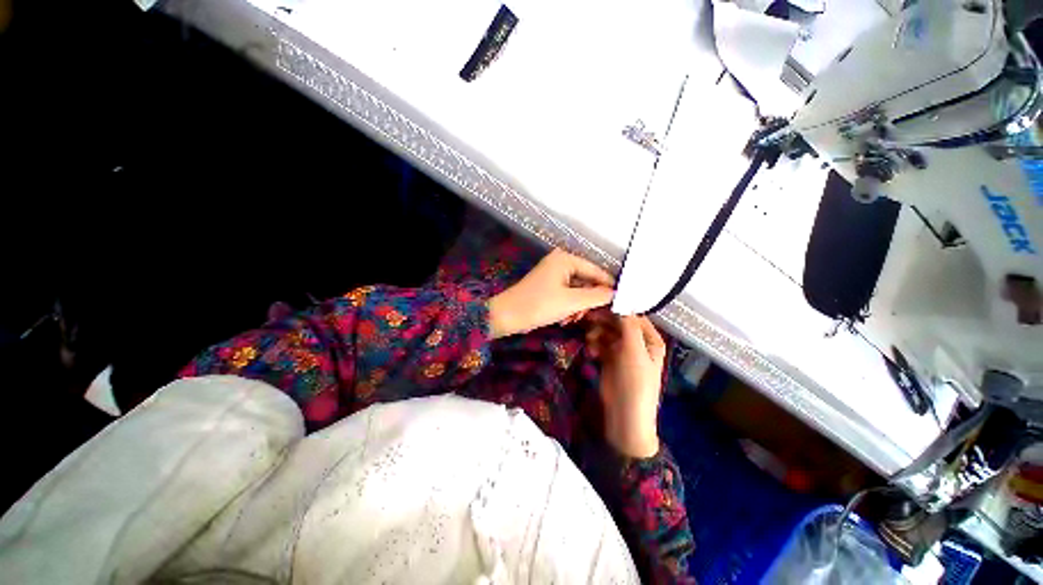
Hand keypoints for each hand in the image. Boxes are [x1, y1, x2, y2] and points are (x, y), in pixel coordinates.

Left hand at [488, 249, 614, 338]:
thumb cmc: (539, 305)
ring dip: (578, 306)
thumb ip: (596, 296)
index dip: (609, 286)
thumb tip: (616, 294)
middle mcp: (560, 262)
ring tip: (573, 320)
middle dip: (589, 300)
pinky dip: (568, 307)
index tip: (622, 301)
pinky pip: (567, 294)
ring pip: (577, 290)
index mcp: (566, 259)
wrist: (507, 315)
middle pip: (586, 281)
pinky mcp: (548, 286)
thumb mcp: (571, 302)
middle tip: (592, 316)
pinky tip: (565, 319)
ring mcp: (553, 274)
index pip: (596, 271)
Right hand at [586, 311, 665, 457]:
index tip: (598, 304)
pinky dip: (594, 345)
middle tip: (587, 319)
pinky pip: (599, 343)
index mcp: (650, 339)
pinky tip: (591, 354)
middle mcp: (636, 342)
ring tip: (589, 341)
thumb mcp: (635, 353)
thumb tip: (621, 302)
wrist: (625, 416)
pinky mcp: (609, 359)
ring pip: (606, 332)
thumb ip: (628, 326)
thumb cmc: (635, 383)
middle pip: (617, 322)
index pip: (633, 316)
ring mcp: (622, 350)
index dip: (617, 309)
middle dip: (603, 321)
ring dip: (596, 333)